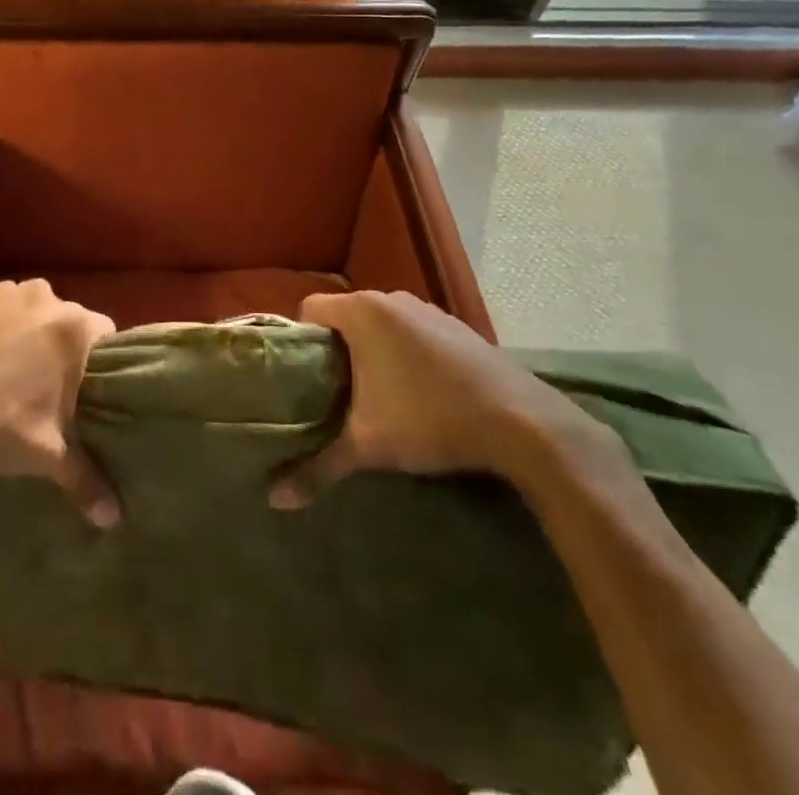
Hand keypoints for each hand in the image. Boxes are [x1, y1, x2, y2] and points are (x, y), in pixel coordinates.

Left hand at [0, 280, 120, 526]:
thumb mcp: (43, 456)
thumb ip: (85, 480)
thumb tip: (114, 519)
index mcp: (72, 328)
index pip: (106, 335)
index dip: (99, 363)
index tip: (87, 391)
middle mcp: (43, 296)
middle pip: (65, 320)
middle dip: (60, 348)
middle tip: (46, 388)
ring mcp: (2, 289)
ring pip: (28, 310)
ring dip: (25, 332)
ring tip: (6, 373)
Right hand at [270, 290, 604, 508]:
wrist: (523, 423)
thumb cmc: (430, 420)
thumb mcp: (368, 446)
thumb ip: (319, 467)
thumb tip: (275, 499)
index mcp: (362, 312)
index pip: (309, 308)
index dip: (301, 340)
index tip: (305, 378)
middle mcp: (391, 298)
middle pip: (344, 316)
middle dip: (336, 350)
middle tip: (334, 393)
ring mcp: (428, 309)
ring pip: (380, 323)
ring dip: (371, 351)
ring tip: (374, 396)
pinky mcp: (456, 326)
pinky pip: (411, 330)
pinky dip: (404, 352)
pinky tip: (417, 392)